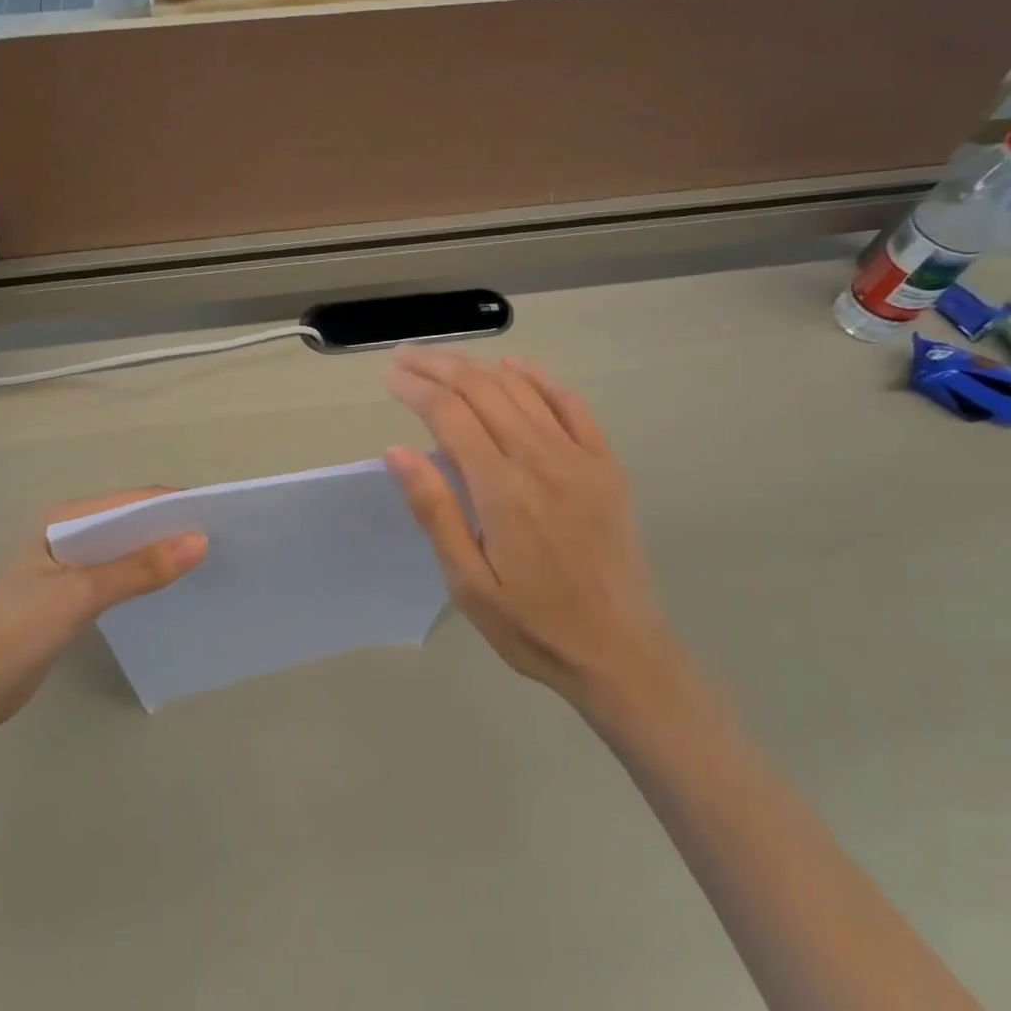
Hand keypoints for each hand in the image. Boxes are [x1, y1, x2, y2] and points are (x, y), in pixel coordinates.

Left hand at [0, 490, 206, 731]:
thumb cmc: (18, 632)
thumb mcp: (81, 596)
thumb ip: (138, 569)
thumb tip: (200, 542)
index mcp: (64, 520)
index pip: (132, 501)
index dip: (176, 506)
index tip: (222, 519)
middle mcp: (69, 534)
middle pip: (132, 523)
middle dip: (173, 530)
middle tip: (222, 544)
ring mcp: (70, 565)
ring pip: (127, 550)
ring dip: (161, 555)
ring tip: (206, 565)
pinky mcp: (72, 594)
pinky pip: (119, 575)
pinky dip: (145, 578)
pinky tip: (171, 590)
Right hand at [384, 350, 685, 717]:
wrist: (620, 651)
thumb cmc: (532, 625)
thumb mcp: (467, 582)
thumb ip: (435, 511)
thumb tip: (397, 451)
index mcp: (502, 489)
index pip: (450, 415)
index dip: (416, 389)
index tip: (390, 378)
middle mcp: (541, 459)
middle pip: (483, 390)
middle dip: (439, 367)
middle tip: (406, 359)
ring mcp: (580, 458)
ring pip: (522, 390)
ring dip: (479, 368)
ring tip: (444, 361)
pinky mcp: (606, 465)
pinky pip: (571, 405)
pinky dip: (539, 380)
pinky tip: (515, 367)